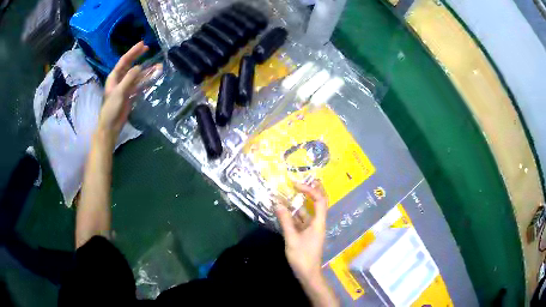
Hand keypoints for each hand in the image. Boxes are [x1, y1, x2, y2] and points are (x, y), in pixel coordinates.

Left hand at [98, 42, 147, 143]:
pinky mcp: (130, 95)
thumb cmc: (111, 108)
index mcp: (114, 77)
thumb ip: (129, 78)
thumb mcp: (119, 92)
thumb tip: (139, 67)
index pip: (124, 61)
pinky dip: (146, 81)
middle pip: (130, 65)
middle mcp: (120, 80)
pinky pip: (139, 85)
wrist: (111, 126)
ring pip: (137, 75)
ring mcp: (126, 87)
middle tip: (148, 49)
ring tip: (158, 66)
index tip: (142, 44)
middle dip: (139, 57)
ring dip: (146, 71)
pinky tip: (153, 78)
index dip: (133, 52)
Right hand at [275, 180, 327, 282]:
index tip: (296, 185)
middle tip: (299, 181)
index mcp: (318, 222)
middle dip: (310, 190)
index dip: (310, 189)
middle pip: (318, 202)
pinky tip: (283, 211)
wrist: (307, 273)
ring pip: (307, 211)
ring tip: (286, 193)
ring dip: (297, 203)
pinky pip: (301, 220)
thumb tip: (277, 204)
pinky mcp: (306, 234)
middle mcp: (317, 222)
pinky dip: (293, 214)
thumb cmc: (302, 257)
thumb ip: (285, 221)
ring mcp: (312, 228)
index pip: (320, 200)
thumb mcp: (292, 239)